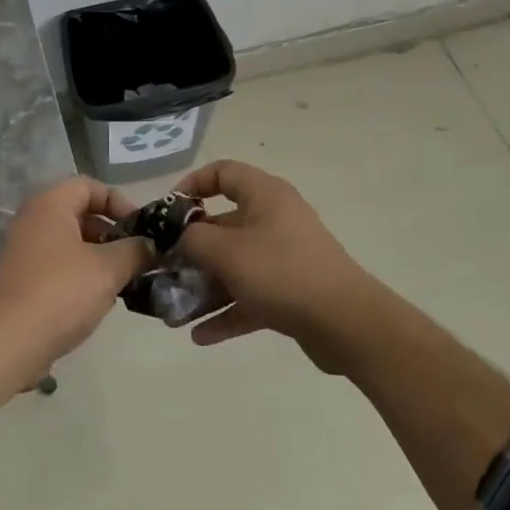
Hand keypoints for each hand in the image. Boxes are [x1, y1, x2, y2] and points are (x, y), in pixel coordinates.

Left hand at [0, 177, 153, 387]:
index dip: (119, 202)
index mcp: (51, 205)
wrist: (6, 343)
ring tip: (124, 281)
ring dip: (100, 258)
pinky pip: (59, 266)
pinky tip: (99, 301)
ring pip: (71, 243)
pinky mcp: (22, 280)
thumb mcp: (108, 269)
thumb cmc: (61, 292)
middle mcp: (33, 220)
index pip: (90, 186)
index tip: (142, 228)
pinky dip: (81, 276)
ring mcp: (24, 251)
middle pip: (81, 214)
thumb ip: (135, 251)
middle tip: (137, 256)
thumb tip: (150, 246)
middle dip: (112, 233)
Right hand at [173, 160, 392, 373]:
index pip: (223, 172)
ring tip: (174, 311)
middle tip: (163, 269)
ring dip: (205, 287)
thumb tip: (177, 236)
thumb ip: (192, 238)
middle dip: (191, 250)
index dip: (192, 185)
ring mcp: (285, 256)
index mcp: (264, 195)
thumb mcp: (226, 252)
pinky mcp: (291, 291)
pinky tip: (200, 336)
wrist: (346, 323)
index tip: (168, 212)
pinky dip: (227, 311)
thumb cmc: (281, 272)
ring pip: (235, 265)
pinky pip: (250, 295)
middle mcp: (275, 219)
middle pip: (224, 224)